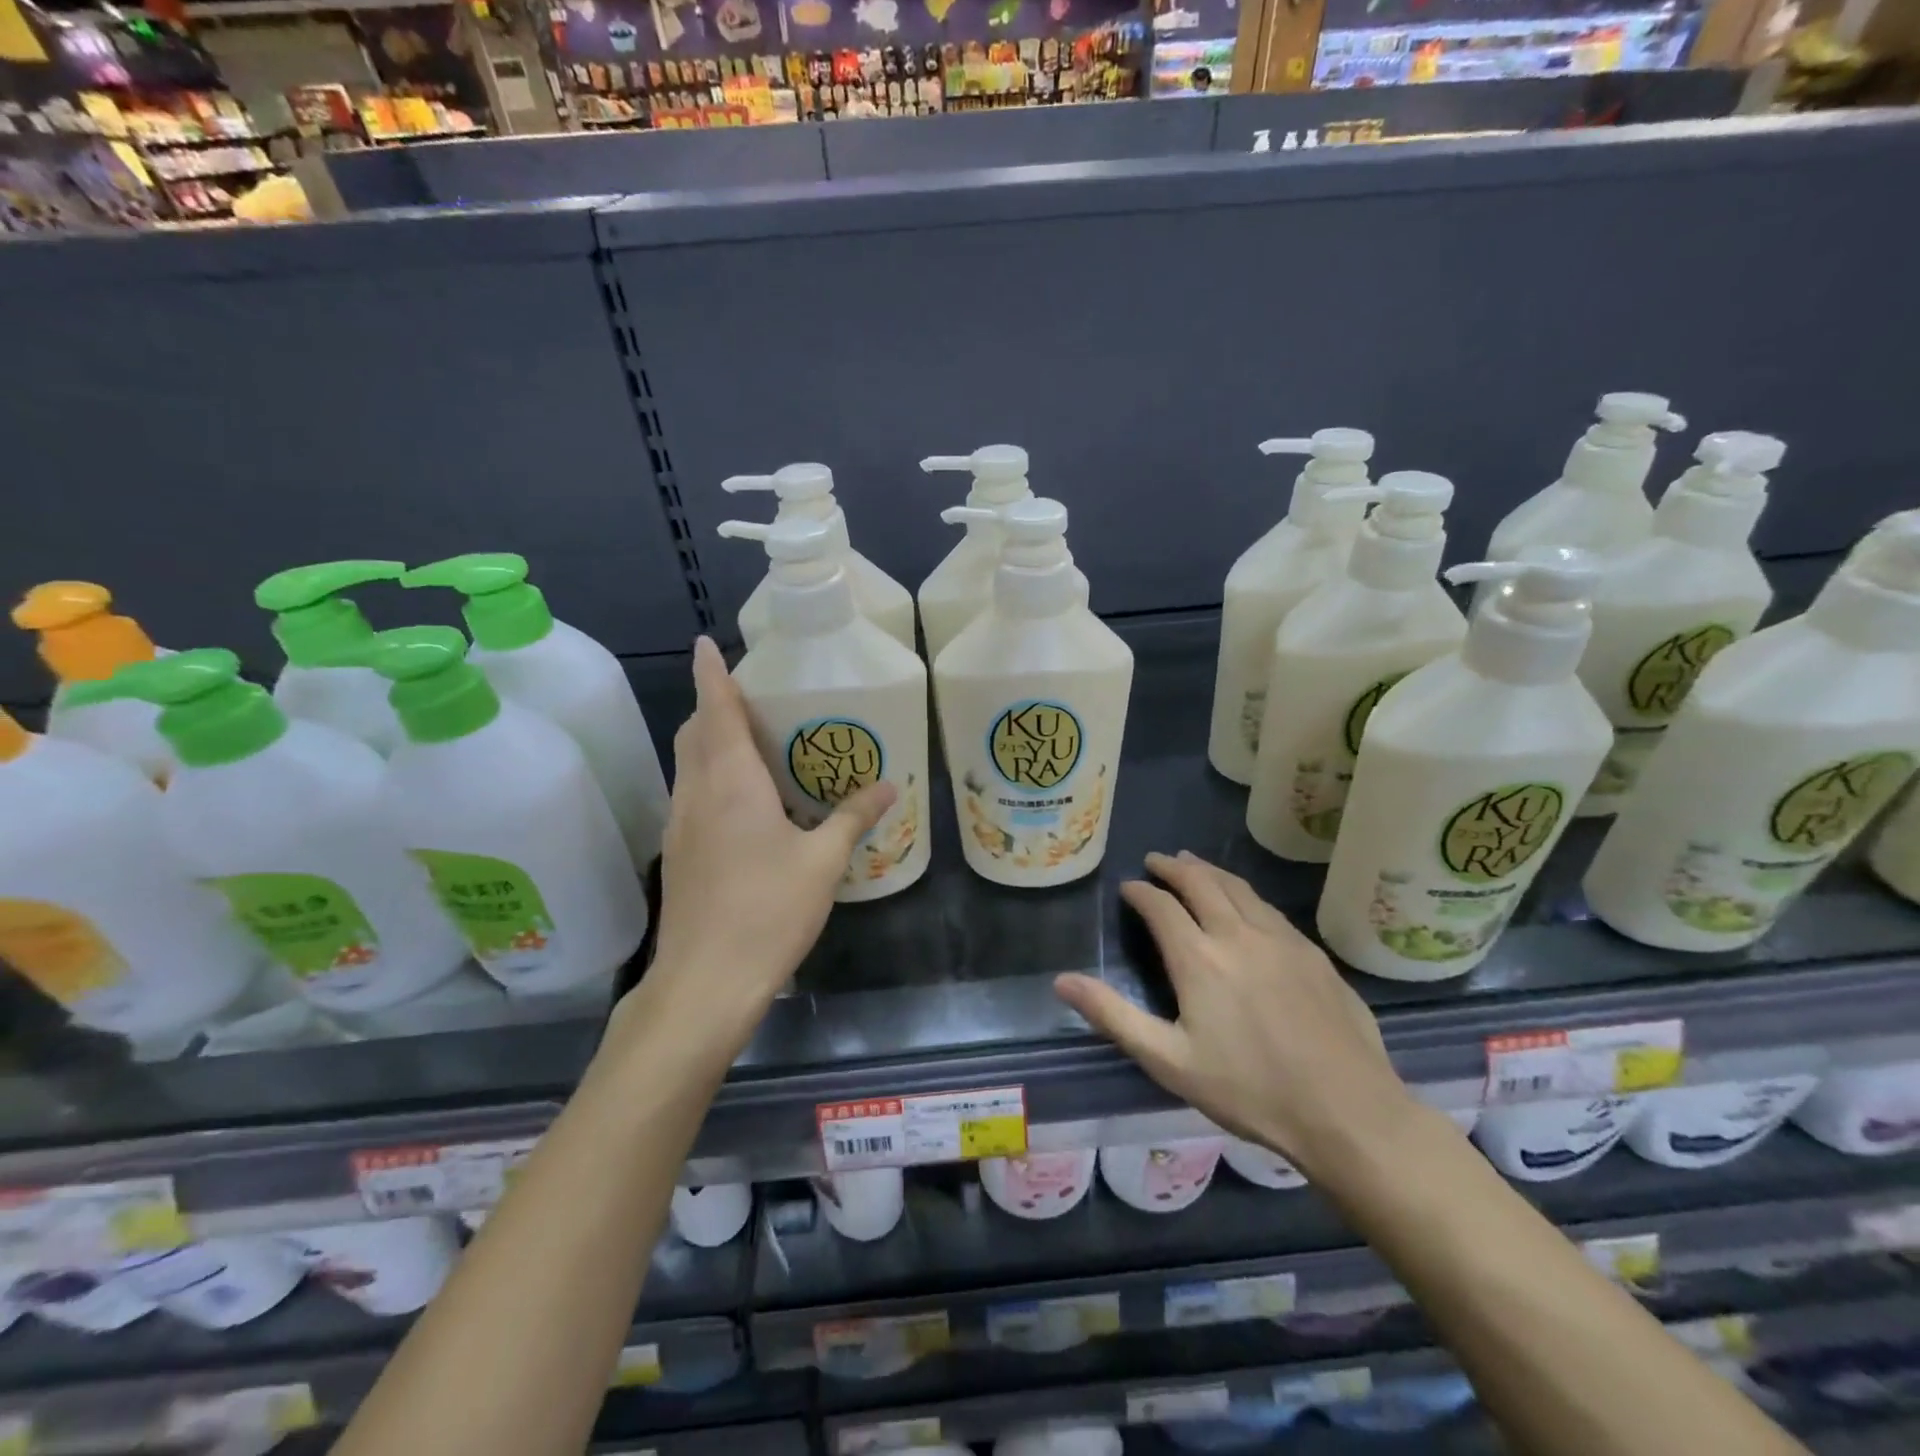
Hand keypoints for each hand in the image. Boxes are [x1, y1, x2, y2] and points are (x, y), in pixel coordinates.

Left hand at [634, 637, 894, 1044]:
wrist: (705, 982)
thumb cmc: (767, 911)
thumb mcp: (822, 862)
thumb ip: (852, 817)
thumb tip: (887, 785)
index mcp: (730, 782)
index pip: (716, 710)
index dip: (712, 673)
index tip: (707, 643)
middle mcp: (697, 793)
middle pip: (695, 732)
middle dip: (714, 705)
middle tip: (751, 695)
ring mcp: (681, 825)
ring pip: (689, 764)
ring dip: (710, 741)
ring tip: (751, 740)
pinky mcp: (678, 854)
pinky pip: (692, 795)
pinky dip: (710, 777)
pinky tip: (744, 801)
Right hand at [1056, 851, 1417, 1180]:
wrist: (1347, 1112)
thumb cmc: (1249, 1090)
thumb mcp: (1168, 1061)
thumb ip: (1113, 1016)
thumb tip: (1062, 981)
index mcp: (1199, 958)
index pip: (1162, 906)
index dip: (1141, 892)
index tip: (1128, 887)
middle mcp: (1239, 935)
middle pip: (1202, 883)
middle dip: (1174, 867)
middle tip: (1157, 860)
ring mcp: (1282, 940)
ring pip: (1239, 888)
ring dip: (1210, 872)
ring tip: (1193, 864)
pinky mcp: (1313, 953)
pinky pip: (1269, 908)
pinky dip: (1245, 893)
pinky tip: (1246, 902)